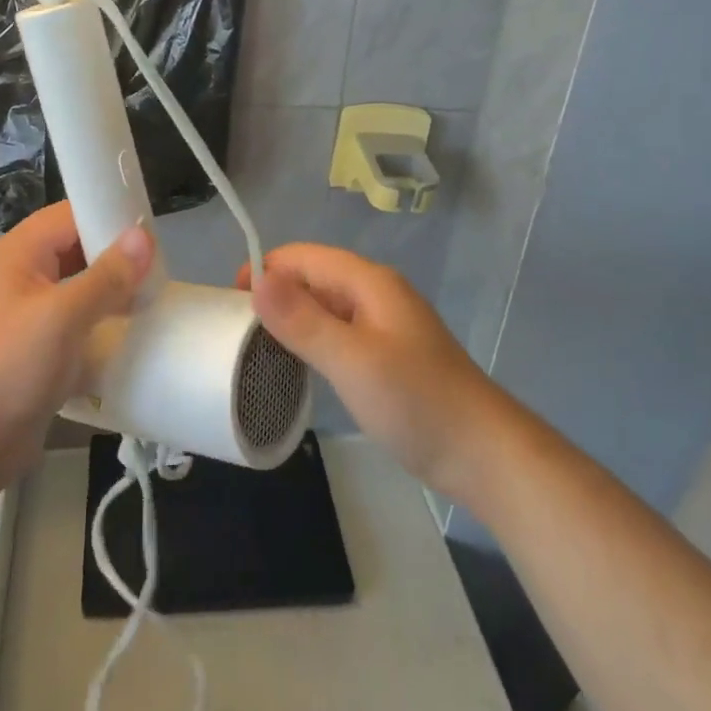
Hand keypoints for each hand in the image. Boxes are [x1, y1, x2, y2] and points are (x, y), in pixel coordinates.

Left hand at [0, 202, 153, 485]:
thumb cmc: (11, 369)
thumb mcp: (63, 317)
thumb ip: (106, 275)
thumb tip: (144, 236)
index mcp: (15, 255)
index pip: (67, 215)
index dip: (107, 216)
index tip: (151, 234)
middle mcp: (18, 275)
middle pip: (73, 247)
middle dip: (114, 255)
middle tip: (157, 269)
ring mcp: (24, 312)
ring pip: (76, 283)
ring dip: (110, 288)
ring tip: (150, 297)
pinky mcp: (34, 344)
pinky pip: (73, 317)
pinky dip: (99, 318)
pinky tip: (128, 329)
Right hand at [240, 244, 505, 499]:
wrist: (483, 454)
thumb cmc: (416, 402)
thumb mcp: (352, 360)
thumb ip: (303, 320)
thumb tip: (257, 278)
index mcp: (368, 282)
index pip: (302, 257)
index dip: (264, 270)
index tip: (228, 304)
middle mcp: (375, 294)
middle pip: (313, 278)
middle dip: (274, 295)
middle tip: (236, 333)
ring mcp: (383, 325)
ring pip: (325, 307)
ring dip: (291, 319)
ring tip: (257, 349)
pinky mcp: (386, 355)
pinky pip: (338, 333)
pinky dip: (312, 340)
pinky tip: (297, 366)